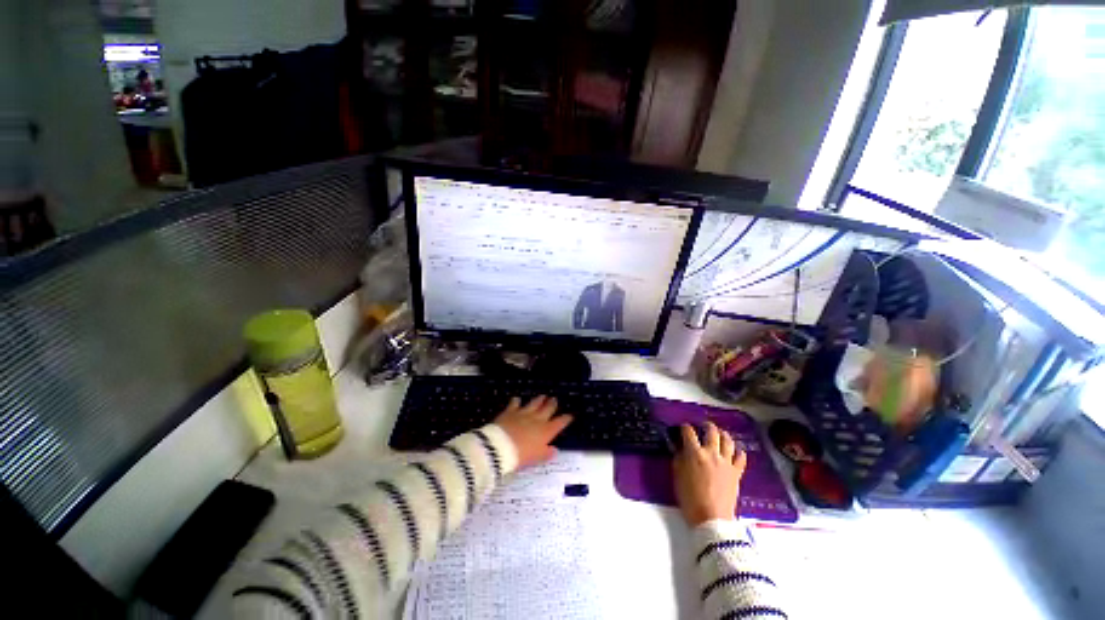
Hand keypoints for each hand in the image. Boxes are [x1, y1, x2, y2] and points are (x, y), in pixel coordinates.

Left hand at [494, 395, 573, 468]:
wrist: (500, 446)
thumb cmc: (521, 456)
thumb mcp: (536, 458)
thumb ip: (546, 453)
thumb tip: (555, 450)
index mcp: (546, 431)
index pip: (559, 423)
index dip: (565, 419)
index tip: (570, 415)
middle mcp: (537, 419)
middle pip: (547, 409)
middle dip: (552, 404)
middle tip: (554, 399)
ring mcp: (524, 413)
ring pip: (534, 404)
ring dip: (539, 400)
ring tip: (542, 396)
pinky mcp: (511, 411)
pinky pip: (515, 403)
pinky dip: (517, 401)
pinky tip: (517, 399)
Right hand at [673, 421, 747, 525]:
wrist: (711, 519)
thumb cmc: (689, 498)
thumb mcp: (677, 476)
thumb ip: (678, 458)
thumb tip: (679, 447)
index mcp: (694, 453)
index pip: (688, 432)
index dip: (684, 427)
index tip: (683, 428)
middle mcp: (711, 453)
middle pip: (711, 432)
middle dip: (706, 425)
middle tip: (703, 426)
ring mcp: (726, 462)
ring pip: (727, 441)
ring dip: (723, 434)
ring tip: (720, 433)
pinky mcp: (736, 472)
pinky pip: (741, 458)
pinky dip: (738, 452)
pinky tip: (736, 451)